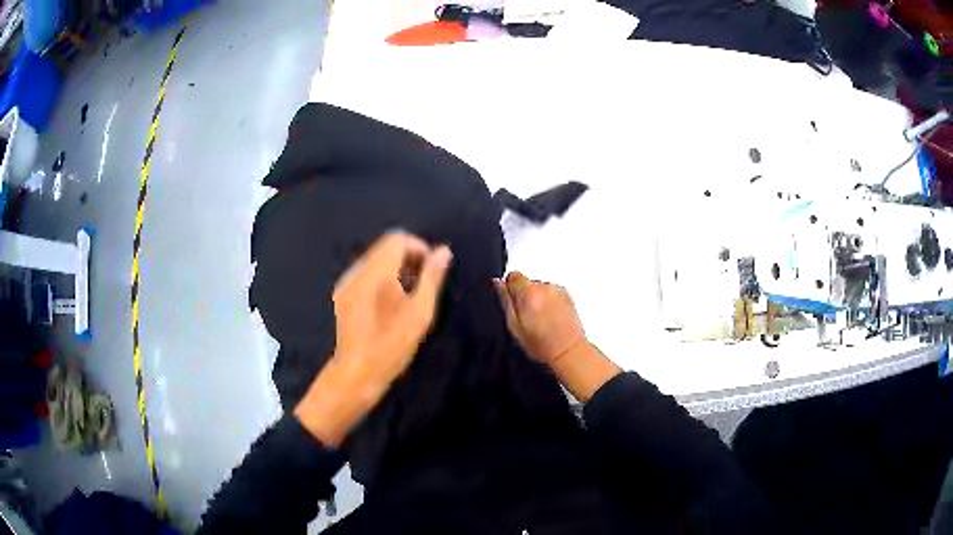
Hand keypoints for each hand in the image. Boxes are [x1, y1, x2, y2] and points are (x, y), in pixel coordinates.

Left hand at [294, 232, 451, 445]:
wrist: (356, 373)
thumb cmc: (391, 345)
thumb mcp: (420, 313)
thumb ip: (432, 278)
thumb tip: (444, 251)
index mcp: (376, 272)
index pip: (397, 239)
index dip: (419, 248)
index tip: (431, 271)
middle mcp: (357, 271)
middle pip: (385, 247)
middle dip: (408, 258)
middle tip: (424, 285)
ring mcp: (347, 283)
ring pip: (375, 260)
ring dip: (395, 268)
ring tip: (409, 296)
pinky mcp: (342, 295)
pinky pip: (365, 274)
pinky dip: (381, 279)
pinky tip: (389, 304)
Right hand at [494, 272, 585, 364]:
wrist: (569, 351)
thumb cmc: (542, 344)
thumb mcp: (514, 327)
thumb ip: (505, 301)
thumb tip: (498, 283)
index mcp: (529, 292)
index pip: (513, 276)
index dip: (510, 289)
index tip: (513, 304)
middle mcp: (545, 287)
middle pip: (527, 282)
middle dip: (524, 296)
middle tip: (526, 318)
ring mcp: (558, 290)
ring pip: (539, 288)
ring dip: (537, 299)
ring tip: (540, 320)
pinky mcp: (567, 295)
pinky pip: (551, 293)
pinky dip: (549, 301)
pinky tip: (550, 318)